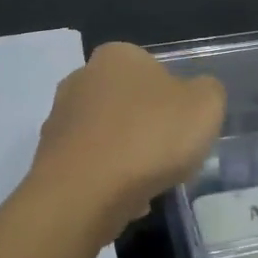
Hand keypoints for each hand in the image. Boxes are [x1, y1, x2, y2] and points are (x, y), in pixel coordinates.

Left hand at [26, 42, 226, 238]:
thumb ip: (208, 92)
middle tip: (170, 156)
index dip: (174, 99)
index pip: (153, 69)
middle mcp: (81, 78)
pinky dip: (107, 181)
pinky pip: (91, 166)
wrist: (83, 193)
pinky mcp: (48, 158)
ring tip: (148, 185)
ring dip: (127, 157)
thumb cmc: (149, 137)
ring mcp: (60, 119)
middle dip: (148, 128)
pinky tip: (123, 202)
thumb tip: (196, 95)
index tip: (184, 127)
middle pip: (128, 103)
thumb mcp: (205, 105)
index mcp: (117, 55)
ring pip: (108, 136)